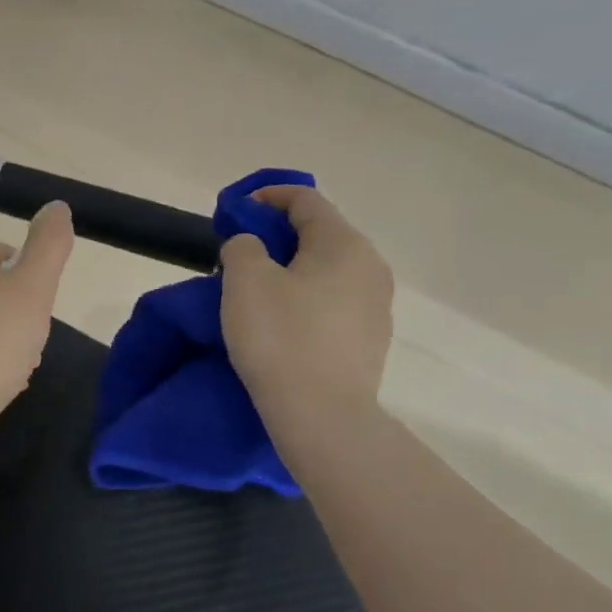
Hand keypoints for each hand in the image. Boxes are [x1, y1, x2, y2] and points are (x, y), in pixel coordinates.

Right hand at [219, 184, 392, 425]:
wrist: (322, 415)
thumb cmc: (280, 338)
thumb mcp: (245, 280)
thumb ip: (242, 246)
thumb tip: (251, 246)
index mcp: (344, 244)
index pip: (305, 199)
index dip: (266, 197)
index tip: (234, 212)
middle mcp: (371, 267)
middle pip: (320, 235)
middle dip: (277, 237)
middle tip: (240, 257)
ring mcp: (377, 306)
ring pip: (328, 271)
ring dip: (292, 271)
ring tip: (258, 294)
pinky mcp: (371, 341)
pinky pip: (334, 304)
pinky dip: (306, 301)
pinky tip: (283, 326)